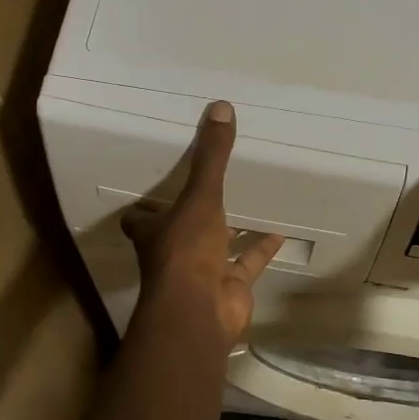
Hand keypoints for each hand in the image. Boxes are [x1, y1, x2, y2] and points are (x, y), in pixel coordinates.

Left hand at [122, 102, 282, 342]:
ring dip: (228, 231)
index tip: (157, 187)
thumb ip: (211, 156)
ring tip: (247, 202)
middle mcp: (173, 252)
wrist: (200, 312)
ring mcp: (201, 272)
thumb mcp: (200, 196)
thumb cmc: (187, 250)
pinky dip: (261, 249)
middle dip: (189, 215)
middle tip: (208, 186)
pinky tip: (279, 231)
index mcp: (154, 231)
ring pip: (214, 247)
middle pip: (176, 231)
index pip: (139, 217)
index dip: (145, 206)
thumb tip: (221, 106)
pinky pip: (247, 264)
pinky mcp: (228, 287)